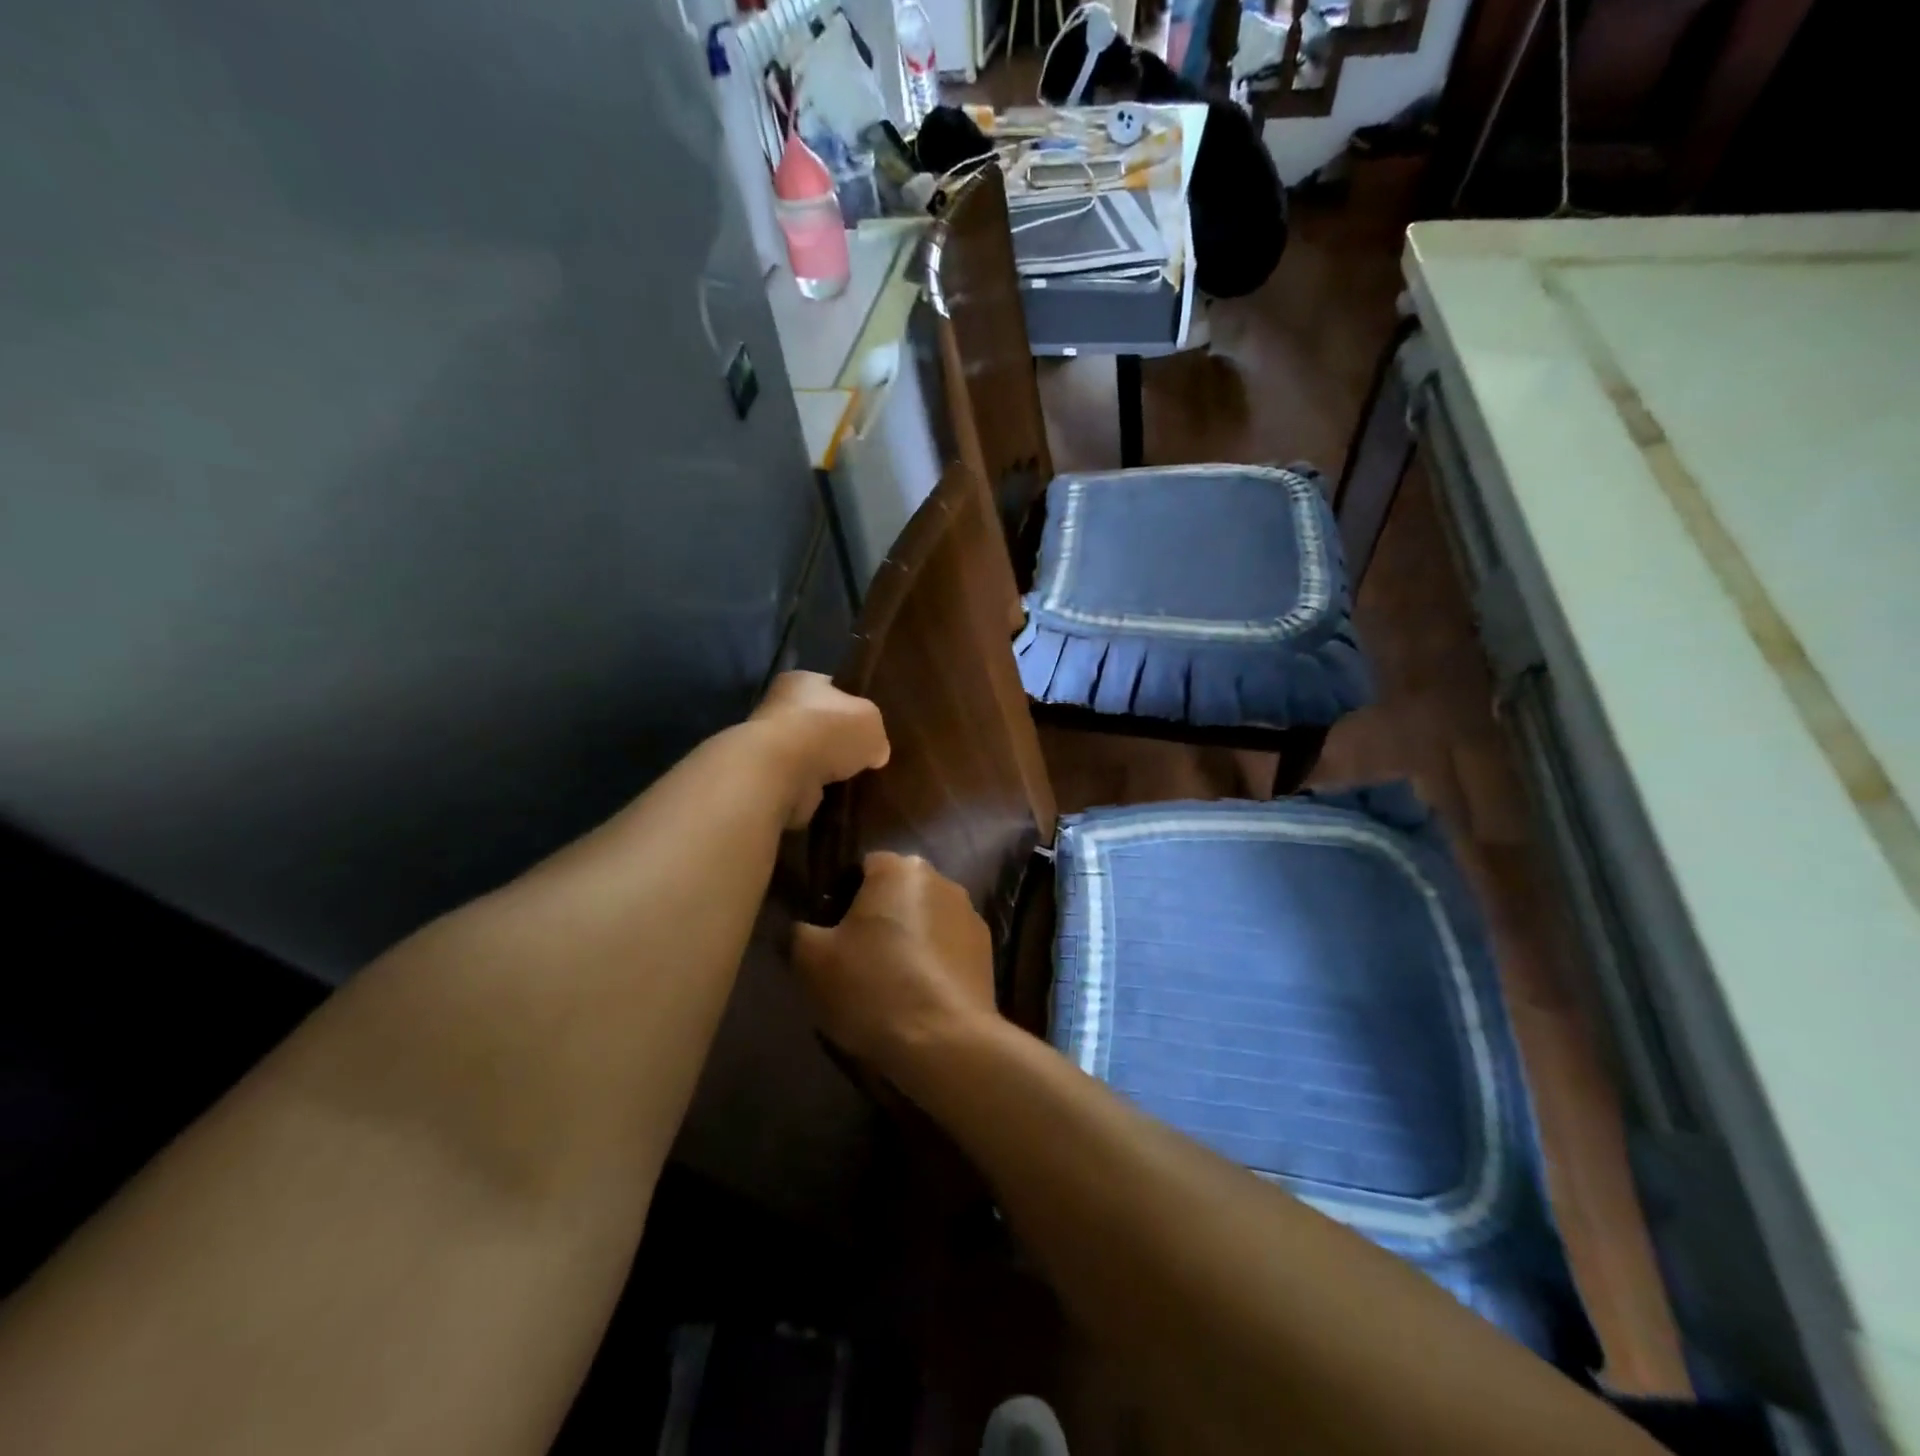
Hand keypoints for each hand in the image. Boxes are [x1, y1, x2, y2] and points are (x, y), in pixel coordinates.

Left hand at [749, 672, 889, 828]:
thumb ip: (875, 732)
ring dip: (825, 768)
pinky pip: (800, 782)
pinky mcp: (768, 778)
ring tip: (853, 780)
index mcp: (801, 681)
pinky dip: (814, 790)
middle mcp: (780, 707)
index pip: (830, 688)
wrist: (783, 772)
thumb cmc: (828, 730)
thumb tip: (876, 752)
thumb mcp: (871, 720)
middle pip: (818, 723)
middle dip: (838, 740)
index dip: (851, 705)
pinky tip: (834, 797)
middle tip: (865, 756)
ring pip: (808, 755)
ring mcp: (770, 745)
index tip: (868, 726)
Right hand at [791, 852, 999, 1082]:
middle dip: (877, 917)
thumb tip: (805, 928)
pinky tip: (919, 996)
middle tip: (854, 959)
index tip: (829, 934)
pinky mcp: (988, 951)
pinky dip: (933, 963)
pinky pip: (948, 948)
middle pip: (897, 892)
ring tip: (889, 983)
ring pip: (925, 920)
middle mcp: (941, 879)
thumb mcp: (812, 961)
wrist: (945, 1041)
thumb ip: (800, 932)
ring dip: (908, 939)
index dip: (840, 897)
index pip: (862, 868)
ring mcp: (971, 915)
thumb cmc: (872, 987)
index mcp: (899, 868)